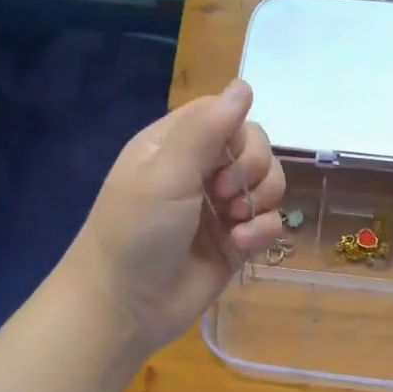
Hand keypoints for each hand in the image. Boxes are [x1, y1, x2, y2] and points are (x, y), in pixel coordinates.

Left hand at [62, 79, 286, 359]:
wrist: (124, 308)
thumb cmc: (136, 232)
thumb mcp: (167, 173)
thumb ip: (209, 128)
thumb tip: (244, 83)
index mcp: (175, 145)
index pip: (225, 115)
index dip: (239, 132)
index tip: (226, 159)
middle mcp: (199, 172)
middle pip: (254, 147)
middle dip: (253, 169)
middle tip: (225, 196)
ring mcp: (218, 209)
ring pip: (267, 184)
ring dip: (260, 201)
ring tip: (234, 223)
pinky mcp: (234, 243)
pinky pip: (268, 223)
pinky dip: (262, 232)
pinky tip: (241, 246)